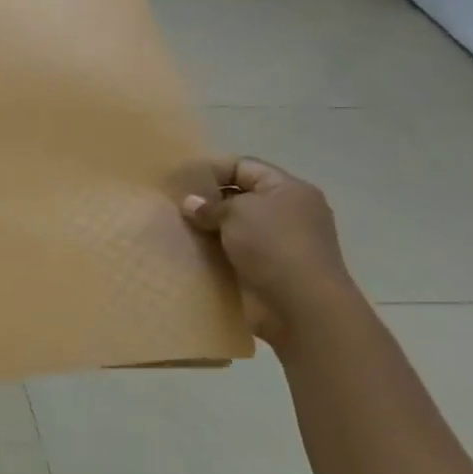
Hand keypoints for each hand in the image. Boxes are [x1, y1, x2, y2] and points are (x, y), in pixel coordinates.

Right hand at [180, 157, 359, 342]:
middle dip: (207, 202)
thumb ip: (210, 204)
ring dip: (207, 230)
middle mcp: (286, 213)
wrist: (300, 306)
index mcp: (288, 189)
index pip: (244, 167)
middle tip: (172, 207)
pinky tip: (188, 254)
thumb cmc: (274, 246)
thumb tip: (191, 204)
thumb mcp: (238, 212)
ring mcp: (277, 244)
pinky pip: (232, 254)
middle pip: (238, 197)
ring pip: (233, 228)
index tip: (180, 182)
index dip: (212, 170)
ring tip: (174, 230)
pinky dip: (213, 253)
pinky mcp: (266, 270)